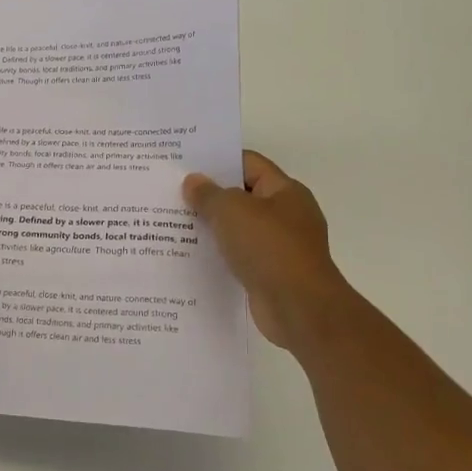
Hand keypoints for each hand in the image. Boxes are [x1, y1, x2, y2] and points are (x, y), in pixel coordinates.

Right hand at [183, 150, 348, 348]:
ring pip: (239, 229)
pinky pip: (240, 256)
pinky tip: (192, 256)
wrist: (299, 308)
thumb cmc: (269, 248)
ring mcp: (281, 247)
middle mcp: (287, 215)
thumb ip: (209, 194)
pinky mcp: (271, 274)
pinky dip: (220, 255)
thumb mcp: (231, 211)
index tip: (185, 166)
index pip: (249, 164)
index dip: (218, 162)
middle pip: (243, 196)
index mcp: (285, 191)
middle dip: (210, 196)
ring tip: (174, 225)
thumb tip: (193, 182)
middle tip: (173, 194)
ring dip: (213, 228)